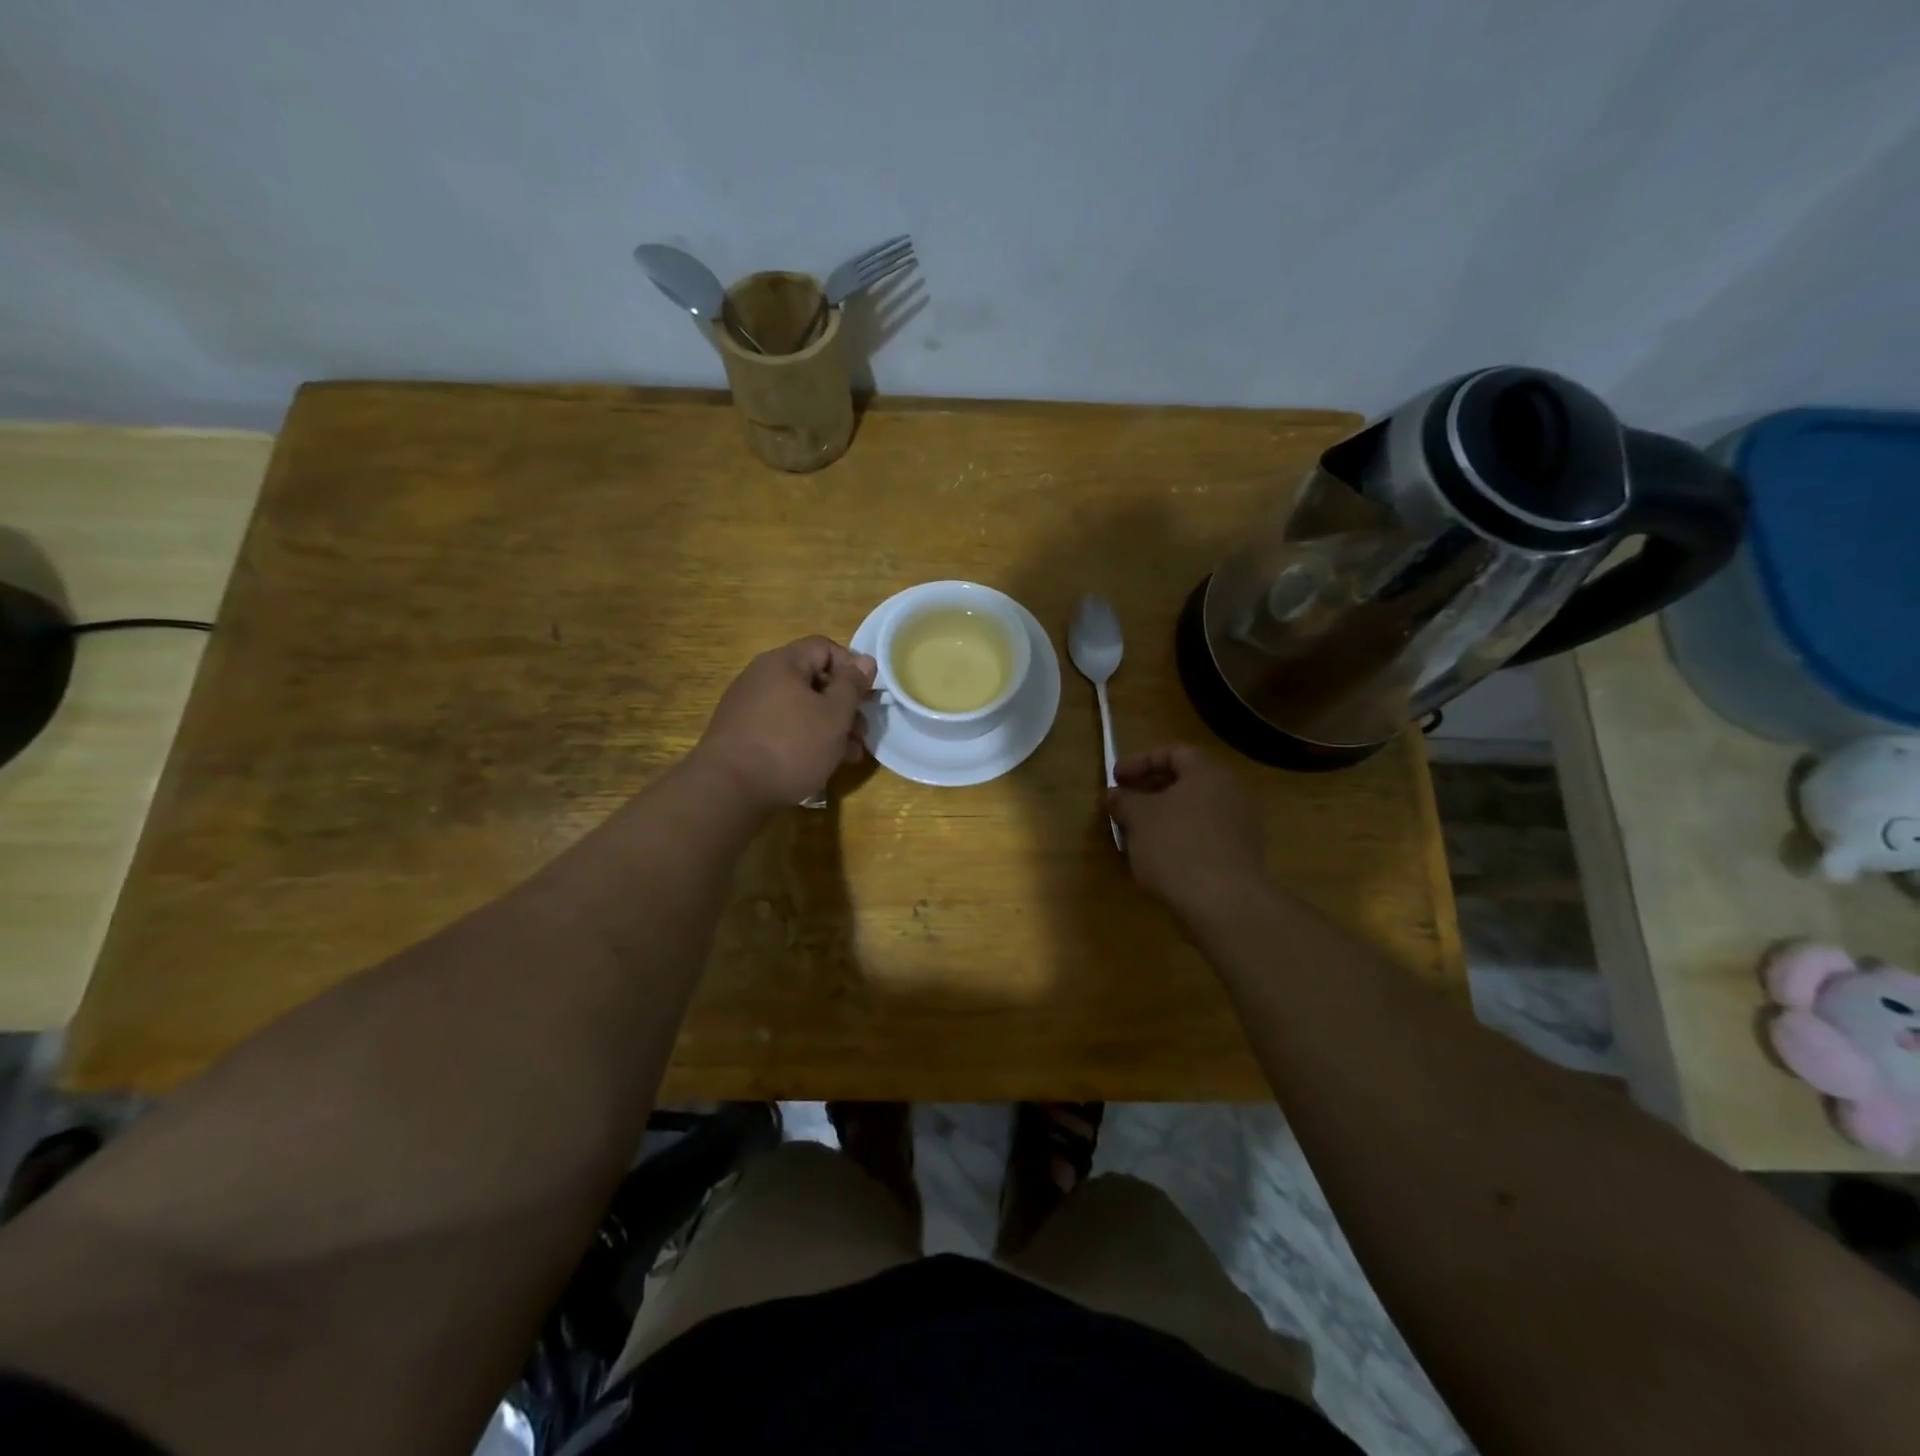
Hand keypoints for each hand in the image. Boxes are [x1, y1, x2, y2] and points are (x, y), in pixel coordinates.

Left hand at [691, 637, 875, 814]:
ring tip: (848, 756)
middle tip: (862, 734)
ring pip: (800, 709)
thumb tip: (865, 661)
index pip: (825, 647)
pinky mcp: (743, 735)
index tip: (867, 696)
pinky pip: (783, 728)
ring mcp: (749, 707)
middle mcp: (761, 677)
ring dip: (829, 728)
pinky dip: (805, 740)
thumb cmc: (791, 746)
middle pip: (813, 680)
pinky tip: (819, 764)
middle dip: (843, 706)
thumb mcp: (834, 715)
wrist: (729, 790)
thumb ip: (852, 685)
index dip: (851, 667)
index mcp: (782, 663)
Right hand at [1108, 744, 1267, 920]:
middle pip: (1185, 781)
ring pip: (1194, 810)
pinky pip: (1204, 835)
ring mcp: (1241, 825)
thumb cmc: (1176, 846)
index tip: (1115, 779)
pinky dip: (1179, 838)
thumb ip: (1123, 800)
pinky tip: (1158, 857)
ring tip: (1135, 834)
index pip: (1173, 753)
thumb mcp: (1138, 818)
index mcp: (1209, 772)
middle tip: (1124, 805)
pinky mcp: (1241, 855)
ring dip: (1163, 817)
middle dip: (1150, 791)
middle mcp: (1231, 792)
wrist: (1223, 903)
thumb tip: (1114, 794)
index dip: (1139, 762)